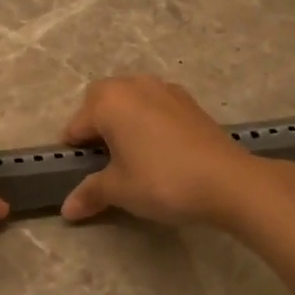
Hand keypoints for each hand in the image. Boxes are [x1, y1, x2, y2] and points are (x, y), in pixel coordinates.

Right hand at [58, 76, 264, 226]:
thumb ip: (90, 193)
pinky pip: (156, 105)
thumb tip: (67, 209)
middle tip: (104, 159)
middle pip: (102, 100)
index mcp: (109, 101)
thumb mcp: (119, 190)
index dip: (74, 150)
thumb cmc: (161, 180)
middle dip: (97, 124)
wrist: (226, 181)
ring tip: (132, 153)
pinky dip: (150, 121)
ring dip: (125, 119)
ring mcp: (165, 89)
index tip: (80, 173)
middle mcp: (134, 85)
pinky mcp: (189, 101)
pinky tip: (160, 149)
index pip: (76, 124)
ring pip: (131, 99)